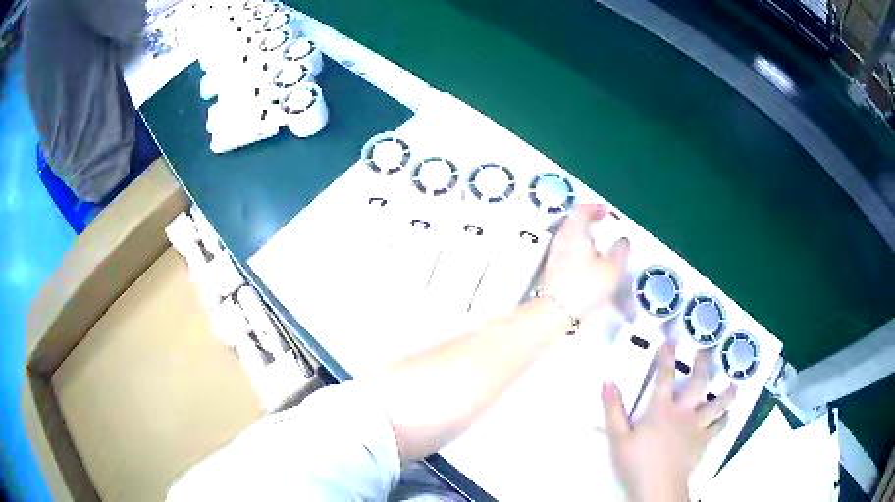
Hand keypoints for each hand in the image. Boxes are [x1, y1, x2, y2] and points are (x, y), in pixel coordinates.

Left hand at [540, 204, 628, 318]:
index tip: (606, 212)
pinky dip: (578, 251)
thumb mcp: (612, 269)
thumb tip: (623, 240)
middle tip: (602, 228)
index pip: (581, 210)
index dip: (594, 208)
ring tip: (598, 249)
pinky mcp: (550, 270)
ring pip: (569, 238)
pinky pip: (566, 252)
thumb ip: (620, 252)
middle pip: (572, 223)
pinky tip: (588, 266)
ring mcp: (553, 255)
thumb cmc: (585, 285)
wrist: (554, 312)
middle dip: (588, 223)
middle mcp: (561, 240)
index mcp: (574, 232)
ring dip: (583, 238)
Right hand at [602, 345, 736, 501]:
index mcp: (661, 409)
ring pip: (717, 405)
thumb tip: (608, 383)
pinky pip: (718, 427)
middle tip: (708, 351)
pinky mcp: (704, 442)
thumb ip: (613, 410)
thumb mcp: (618, 438)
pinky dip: (724, 420)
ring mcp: (697, 427)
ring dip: (726, 393)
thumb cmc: (636, 463)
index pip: (664, 377)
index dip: (666, 358)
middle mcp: (683, 412)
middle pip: (698, 383)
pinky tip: (727, 416)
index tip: (669, 341)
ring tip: (734, 385)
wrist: (658, 487)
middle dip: (703, 365)